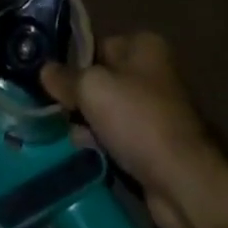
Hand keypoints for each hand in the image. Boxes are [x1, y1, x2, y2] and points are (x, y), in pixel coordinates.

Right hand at [41, 32, 227, 227]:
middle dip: (80, 96)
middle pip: (103, 78)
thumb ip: (66, 77)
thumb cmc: (138, 120)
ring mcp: (156, 109)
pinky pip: (120, 137)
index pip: (97, 45)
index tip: (50, 80)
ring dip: (89, 124)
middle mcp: (152, 71)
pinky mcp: (155, 144)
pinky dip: (104, 144)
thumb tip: (44, 69)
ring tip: (69, 136)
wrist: (183, 182)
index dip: (73, 62)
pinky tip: (86, 154)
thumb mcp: (93, 89)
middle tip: (55, 111)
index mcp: (144, 45)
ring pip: (109, 110)